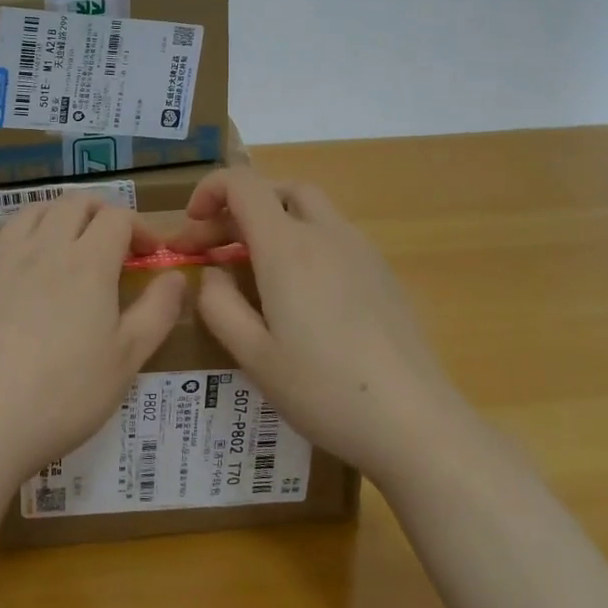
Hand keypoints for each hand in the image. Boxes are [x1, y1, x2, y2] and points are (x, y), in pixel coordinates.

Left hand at [0, 196, 184, 487]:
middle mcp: (44, 246)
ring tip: (72, 246)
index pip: (117, 217)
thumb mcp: (126, 360)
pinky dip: (27, 234)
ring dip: (62, 216)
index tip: (150, 254)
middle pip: (75, 203)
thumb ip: (157, 311)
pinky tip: (29, 268)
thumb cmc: (62, 395)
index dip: (140, 227)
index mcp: (87, 262)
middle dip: (102, 212)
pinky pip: (5, 235)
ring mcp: (3, 259)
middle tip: (115, 243)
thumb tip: (176, 276)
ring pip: (36, 211)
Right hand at [167, 167, 469, 484]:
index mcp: (287, 246)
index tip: (192, 226)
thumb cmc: (323, 389)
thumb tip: (214, 273)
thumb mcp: (253, 355)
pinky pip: (335, 237)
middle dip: (241, 206)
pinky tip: (301, 294)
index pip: (242, 184)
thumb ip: (219, 304)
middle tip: (217, 248)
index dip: (210, 190)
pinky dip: (304, 242)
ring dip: (274, 222)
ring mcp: (362, 252)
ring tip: (254, 269)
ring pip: (311, 210)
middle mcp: (326, 234)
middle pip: (279, 189)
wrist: (416, 423)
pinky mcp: (383, 275)